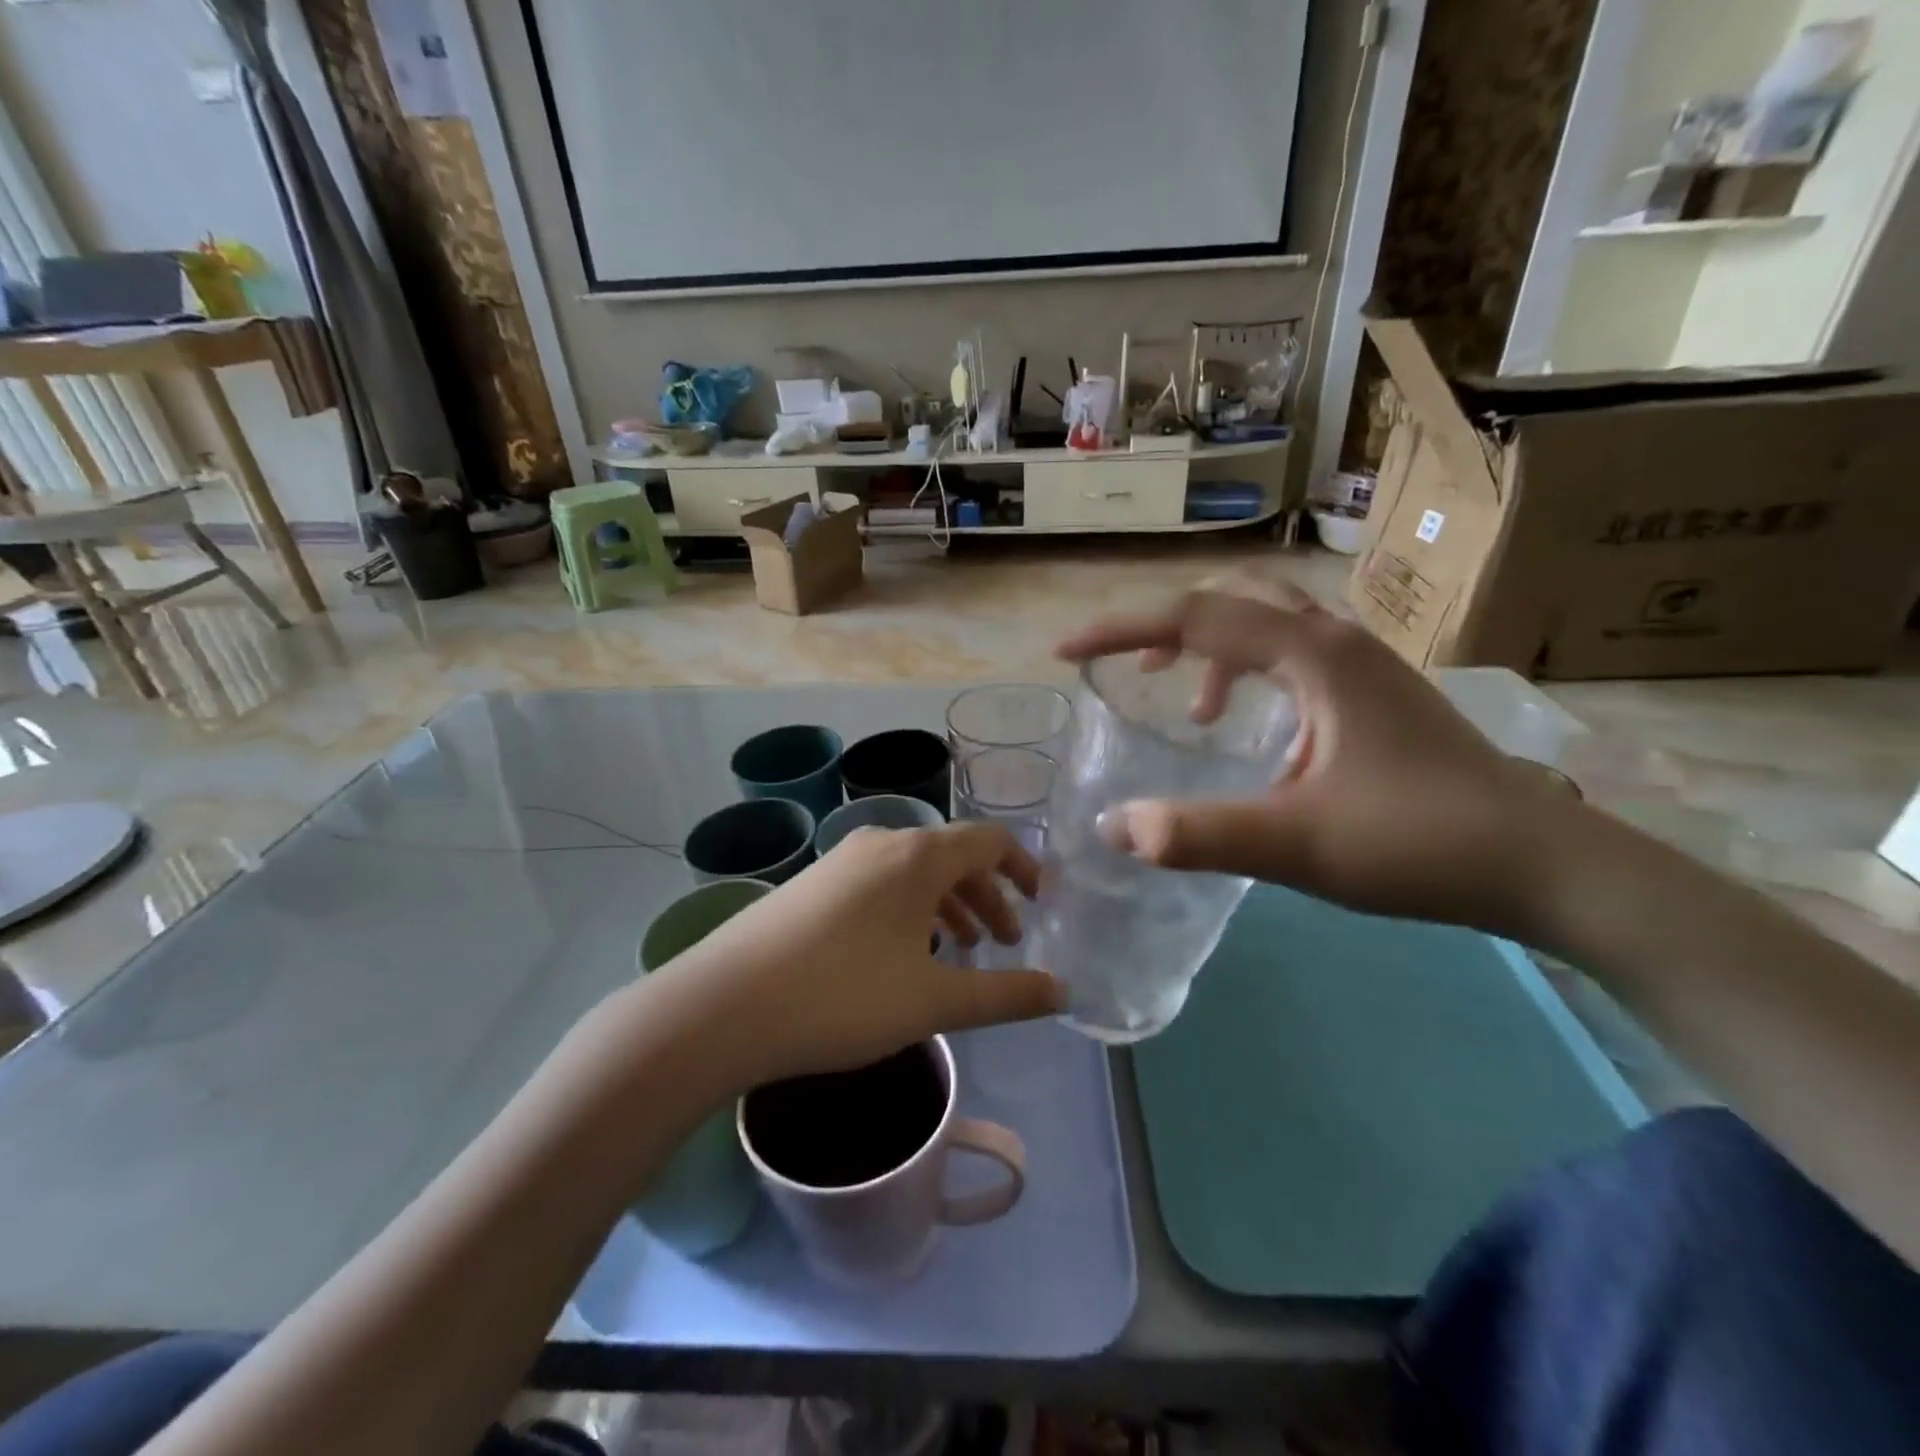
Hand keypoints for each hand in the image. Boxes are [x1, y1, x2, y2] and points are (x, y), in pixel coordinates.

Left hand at [649, 822, 1063, 1089]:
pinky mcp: (811, 884)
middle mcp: (881, 843)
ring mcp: (840, 861)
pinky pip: (879, 884)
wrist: (722, 1007)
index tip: (1042, 903)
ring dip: (948, 904)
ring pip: (913, 872)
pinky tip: (900, 953)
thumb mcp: (933, 1001)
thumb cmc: (841, 997)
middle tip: (1003, 943)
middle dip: (988, 896)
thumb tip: (1062, 992)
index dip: (1024, 868)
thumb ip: (1003, 995)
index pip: (990, 841)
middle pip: (953, 856)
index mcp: (918, 856)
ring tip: (960, 950)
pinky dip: (909, 909)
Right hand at [1055, 586, 1581, 934]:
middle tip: (1132, 670)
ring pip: (1269, 621)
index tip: (1066, 652)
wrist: (1543, 864)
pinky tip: (1255, 732)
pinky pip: (1295, 656)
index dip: (1121, 630)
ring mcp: (1364, 664)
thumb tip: (1113, 829)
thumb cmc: (1420, 842)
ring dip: (1214, 648)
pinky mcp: (1377, 692)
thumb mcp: (1296, 845)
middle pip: (1234, 596)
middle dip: (1170, 626)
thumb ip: (1198, 835)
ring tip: (1187, 705)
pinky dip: (1252, 675)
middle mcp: (1337, 640)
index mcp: (1314, 655)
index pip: (1195, 617)